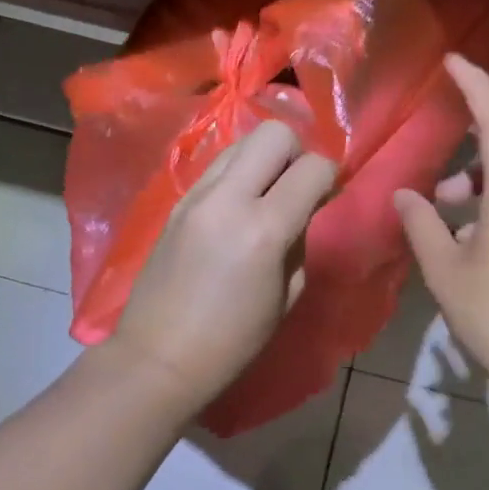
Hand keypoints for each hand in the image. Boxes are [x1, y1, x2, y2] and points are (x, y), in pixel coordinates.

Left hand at [107, 119, 337, 409]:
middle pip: (274, 133)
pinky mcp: (176, 202)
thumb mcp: (286, 295)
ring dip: (263, 159)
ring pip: (241, 142)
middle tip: (296, 187)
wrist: (158, 357)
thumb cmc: (233, 341)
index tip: (327, 196)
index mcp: (264, 229)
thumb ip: (299, 241)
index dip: (329, 176)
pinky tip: (236, 208)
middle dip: (296, 152)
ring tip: (265, 195)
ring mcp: (196, 196)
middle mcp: (228, 198)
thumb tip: (301, 210)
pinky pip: (217, 167)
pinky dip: (237, 174)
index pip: (313, 167)